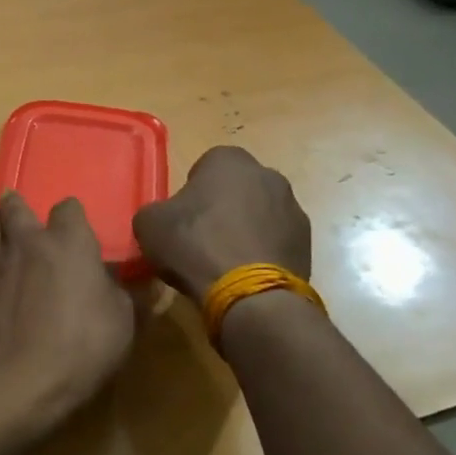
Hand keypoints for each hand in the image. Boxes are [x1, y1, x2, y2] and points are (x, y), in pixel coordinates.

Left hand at [0, 193, 135, 437]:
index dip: (72, 215)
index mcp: (69, 243)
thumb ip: (127, 295)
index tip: (75, 227)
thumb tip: (137, 282)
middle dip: (20, 206)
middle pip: (18, 208)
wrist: (17, 379)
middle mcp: (28, 241)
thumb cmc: (80, 348)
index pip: (69, 209)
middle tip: (20, 209)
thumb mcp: (123, 324)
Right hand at [131, 147, 312, 303]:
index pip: (206, 166)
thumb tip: (164, 218)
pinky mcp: (307, 242)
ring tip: (224, 261)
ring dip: (245, 229)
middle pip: (237, 188)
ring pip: (260, 213)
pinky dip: (262, 251)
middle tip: (201, 237)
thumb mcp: (148, 224)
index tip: (182, 217)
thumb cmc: (195, 245)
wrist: (250, 293)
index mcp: (229, 160)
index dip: (191, 191)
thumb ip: (156, 211)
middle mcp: (267, 175)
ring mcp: (293, 208)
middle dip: (222, 207)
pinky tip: (244, 273)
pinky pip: (276, 240)